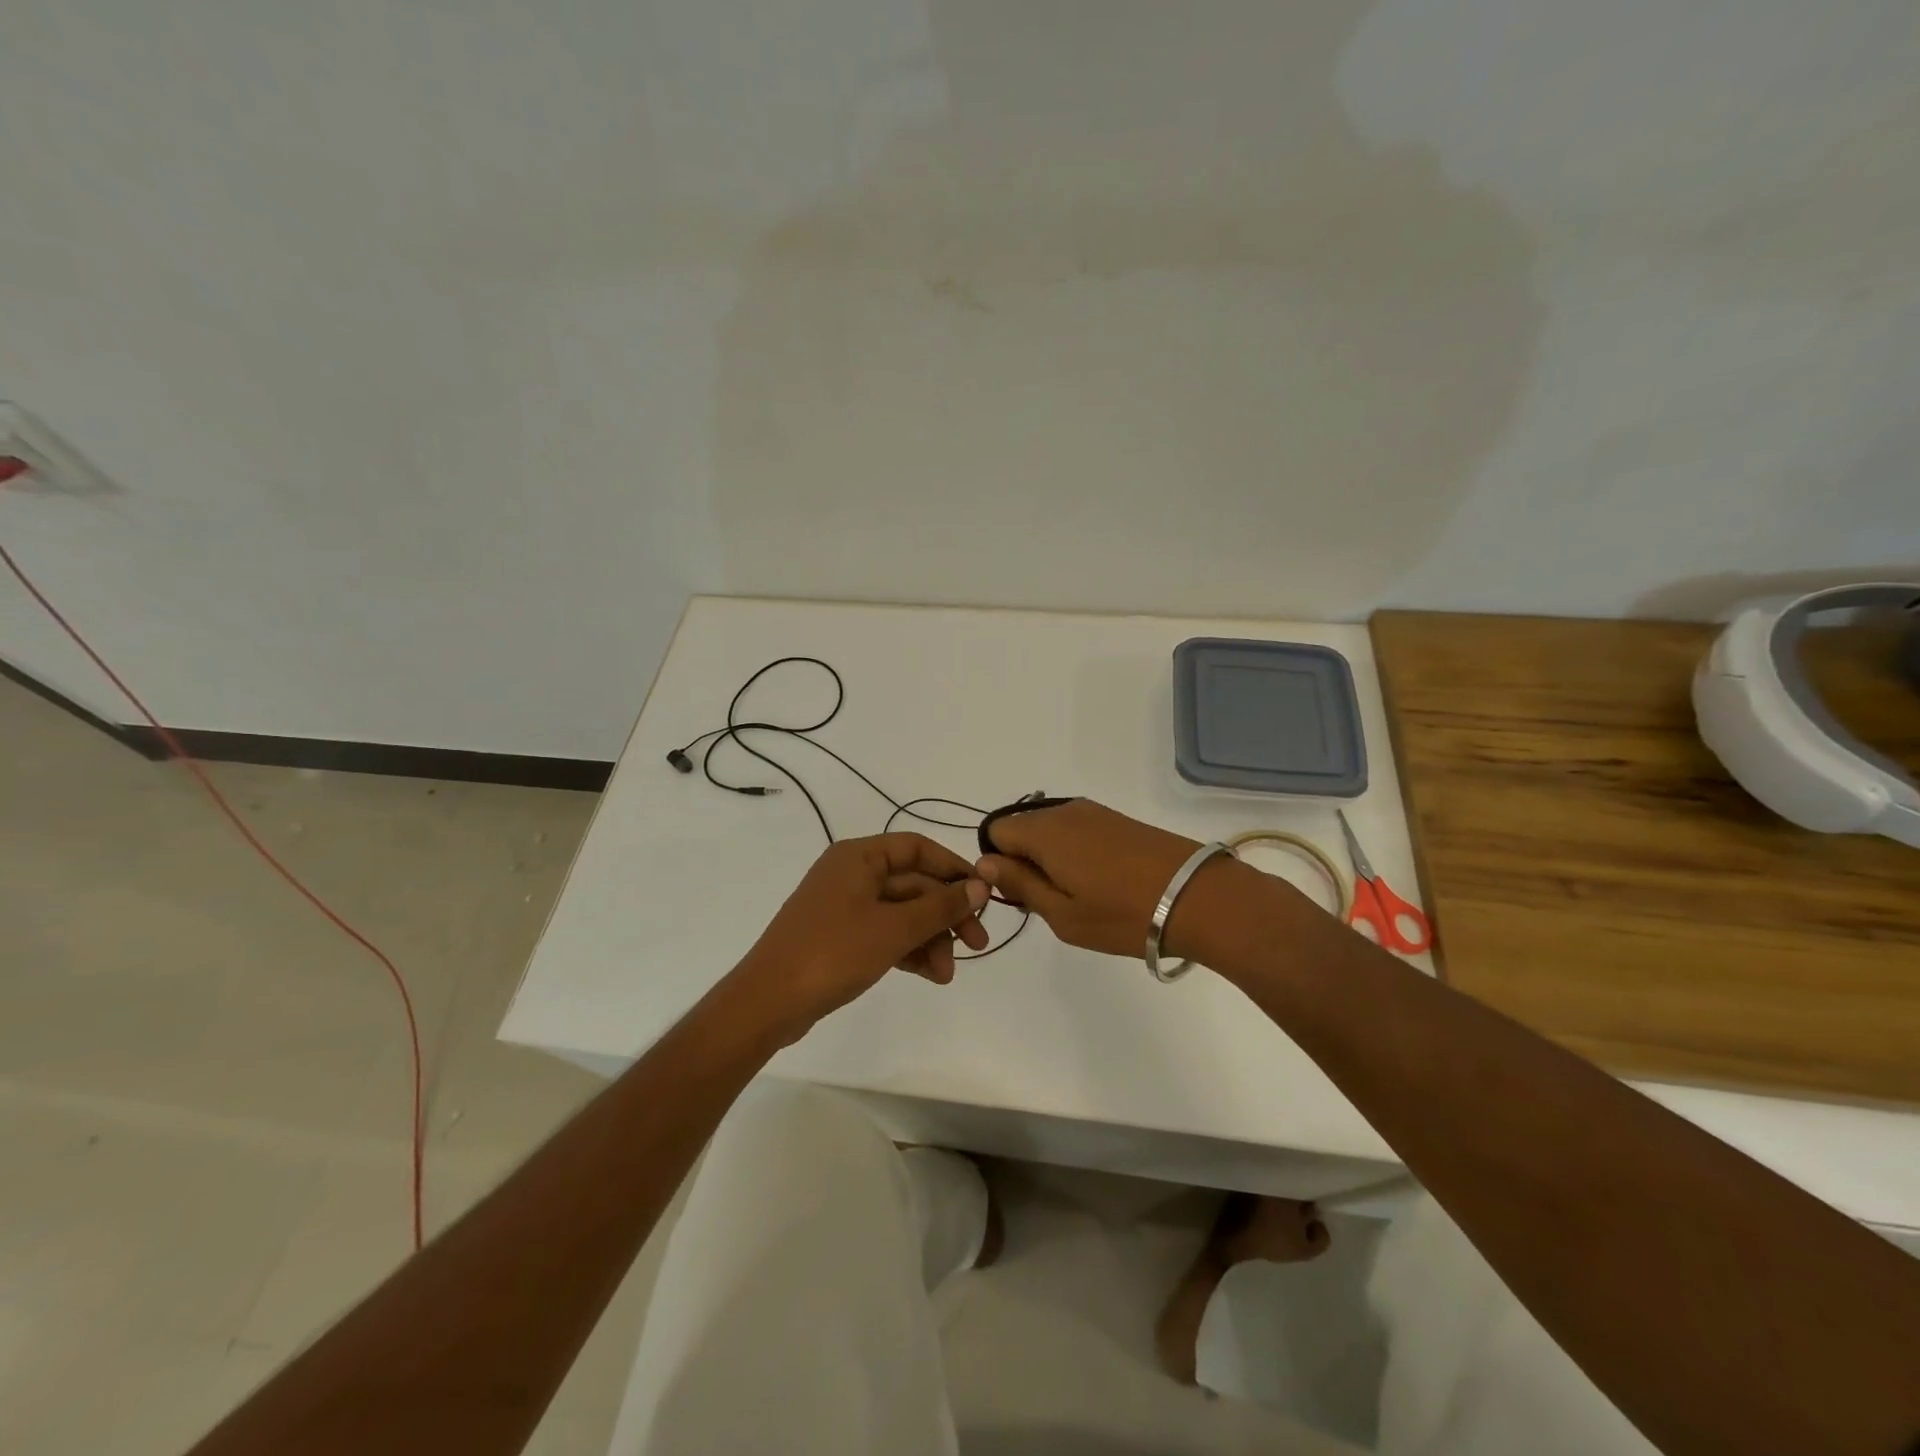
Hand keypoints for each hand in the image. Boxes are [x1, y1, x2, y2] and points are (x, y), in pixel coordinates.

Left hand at [731, 833, 989, 1040]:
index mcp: (858, 856)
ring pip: (903, 913)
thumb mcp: (894, 928)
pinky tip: (930, 975)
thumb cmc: (833, 953)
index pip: (917, 848)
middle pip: (914, 884)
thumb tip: (981, 885)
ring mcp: (845, 907)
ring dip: (930, 939)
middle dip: (946, 915)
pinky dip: (909, 950)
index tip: (984, 894)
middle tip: (977, 945)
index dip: (954, 868)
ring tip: (946, 975)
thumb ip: (940, 906)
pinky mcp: (842, 937)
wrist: (768, 1002)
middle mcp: (852, 874)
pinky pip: (886, 933)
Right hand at [975, 800, 1208, 957]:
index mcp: (1044, 831)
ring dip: (1051, 858)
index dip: (998, 863)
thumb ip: (1019, 884)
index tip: (1020, 893)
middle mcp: (1065, 811)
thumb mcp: (1061, 913)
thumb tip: (985, 862)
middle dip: (1023, 860)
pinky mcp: (1118, 820)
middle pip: (1023, 827)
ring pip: (1051, 829)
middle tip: (1049, 901)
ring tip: (1078, 895)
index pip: (996, 831)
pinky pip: (1077, 830)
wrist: (1197, 897)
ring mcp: (1095, 812)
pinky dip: (1075, 853)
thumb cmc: (1122, 914)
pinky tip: (1100, 882)